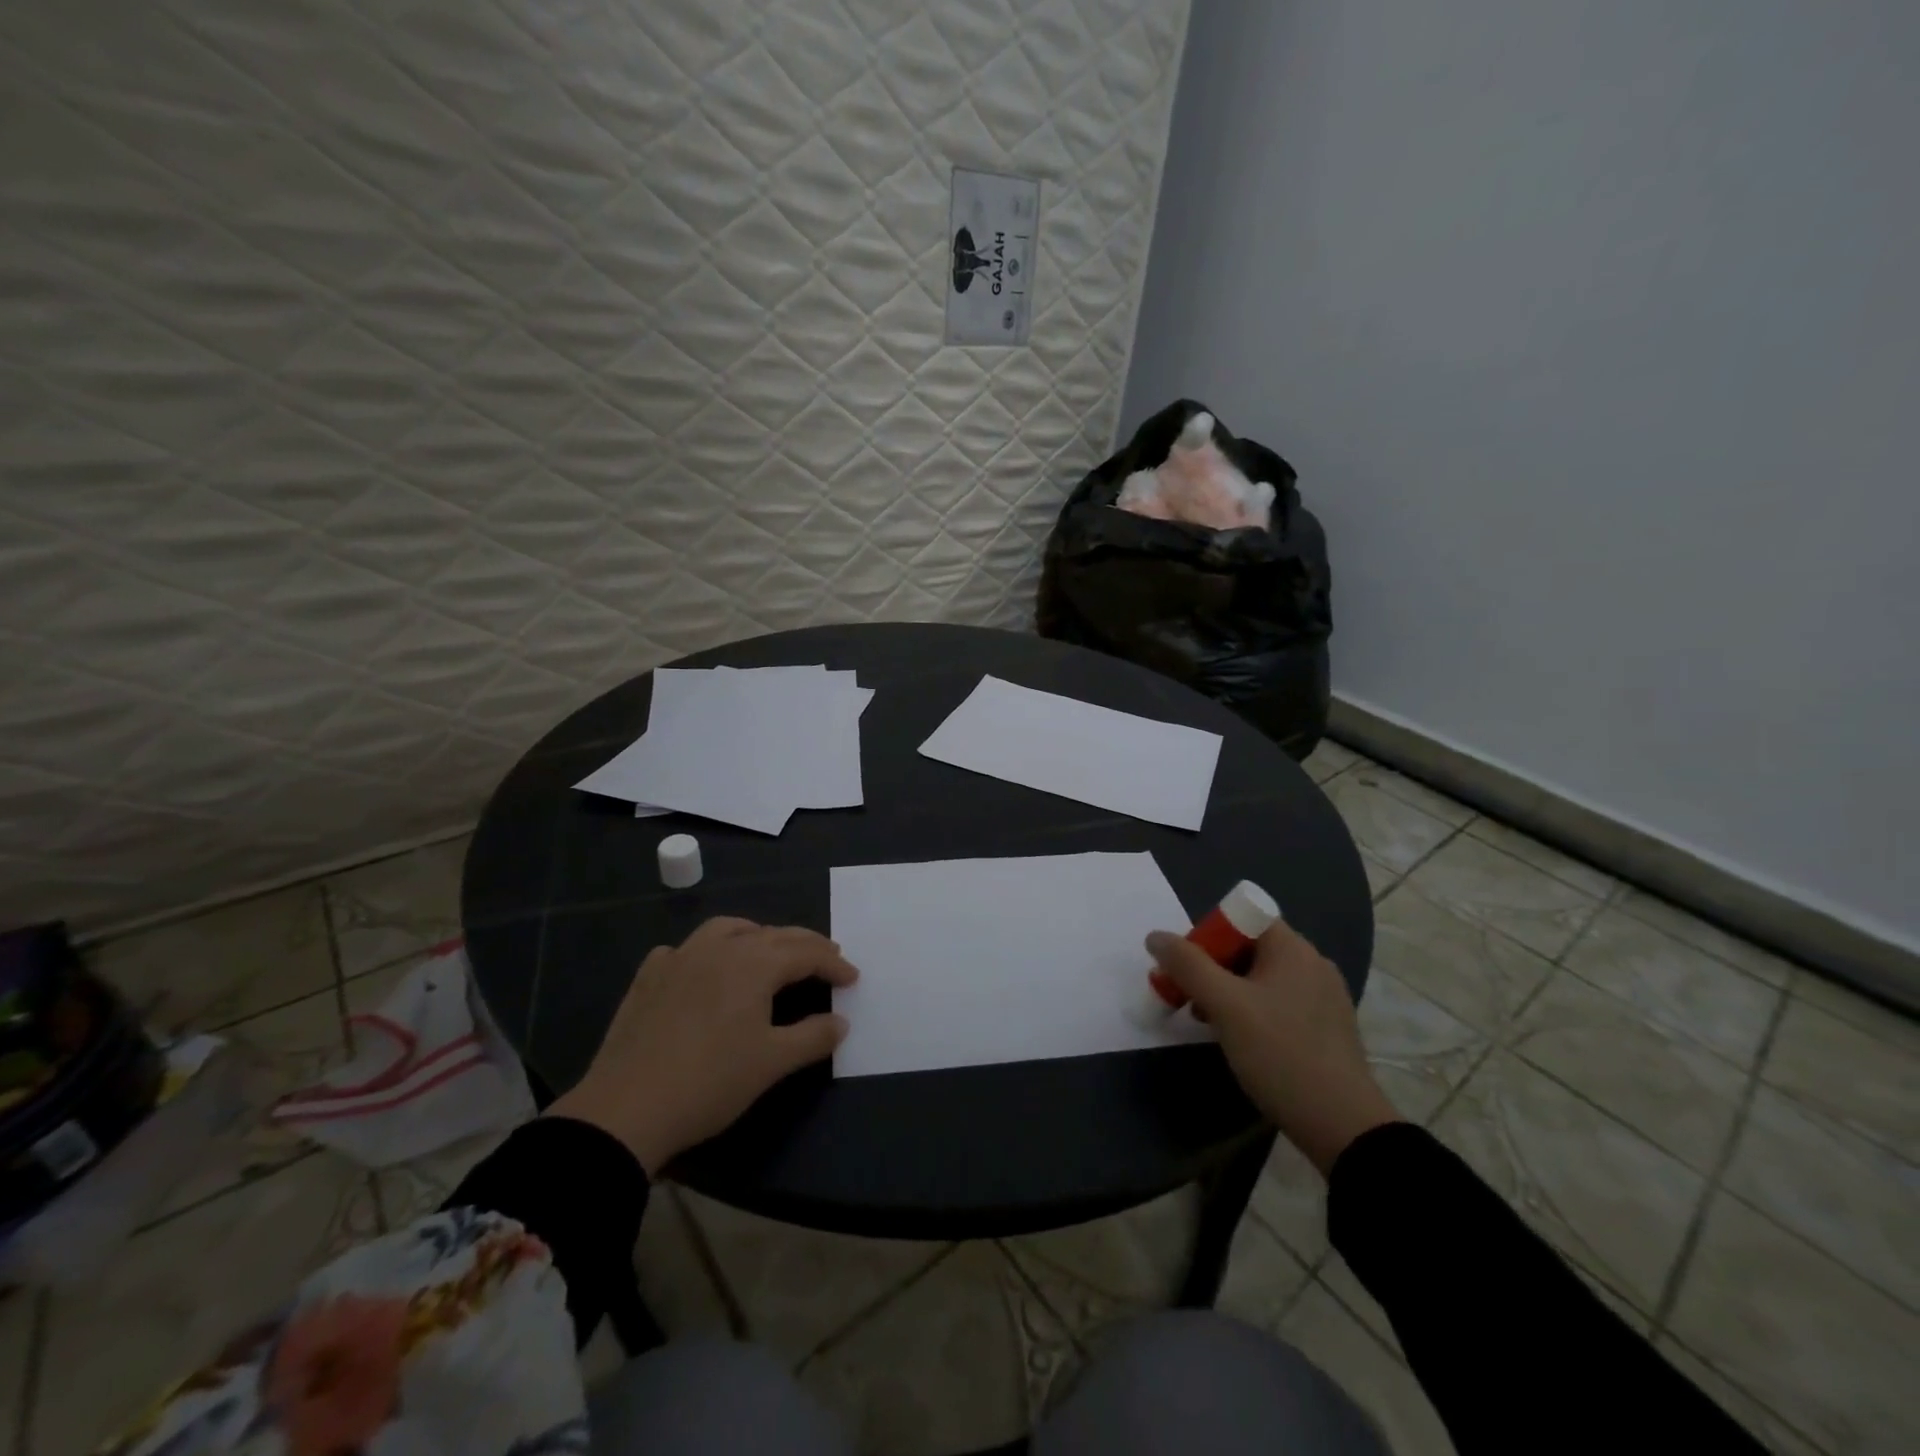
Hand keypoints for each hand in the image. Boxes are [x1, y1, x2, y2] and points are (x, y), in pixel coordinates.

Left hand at [547, 917, 857, 1174]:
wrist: (626, 1109)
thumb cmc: (711, 1081)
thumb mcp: (772, 1062)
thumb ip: (813, 1036)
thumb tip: (841, 1021)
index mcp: (754, 963)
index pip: (806, 953)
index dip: (833, 964)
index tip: (853, 978)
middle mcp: (720, 947)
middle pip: (773, 934)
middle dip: (805, 945)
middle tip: (826, 958)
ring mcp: (680, 957)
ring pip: (727, 928)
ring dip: (757, 935)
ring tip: (769, 951)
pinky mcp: (649, 976)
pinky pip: (685, 949)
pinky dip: (706, 951)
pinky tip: (704, 970)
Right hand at [1145, 920, 1399, 1175]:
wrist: (1343, 1126)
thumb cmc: (1280, 1054)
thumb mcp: (1224, 1006)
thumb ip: (1187, 965)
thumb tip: (1155, 936)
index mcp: (1293, 948)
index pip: (1241, 917)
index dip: (1208, 936)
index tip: (1188, 969)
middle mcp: (1313, 963)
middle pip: (1248, 948)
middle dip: (1212, 967)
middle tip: (1189, 998)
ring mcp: (1324, 997)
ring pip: (1261, 978)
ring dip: (1228, 992)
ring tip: (1208, 1023)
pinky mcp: (1327, 1027)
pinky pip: (1279, 1003)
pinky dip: (1253, 1011)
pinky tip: (1241, 1040)